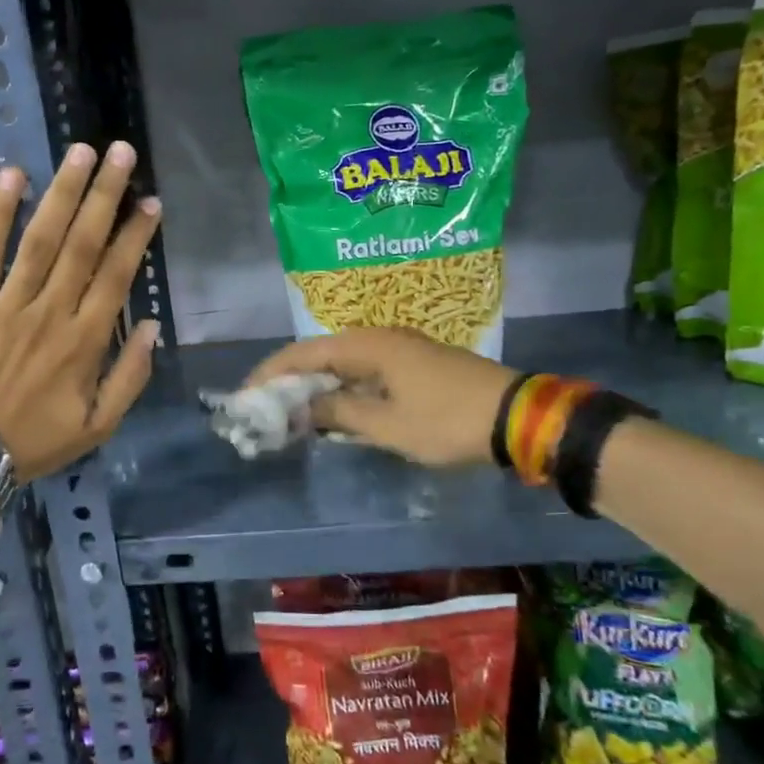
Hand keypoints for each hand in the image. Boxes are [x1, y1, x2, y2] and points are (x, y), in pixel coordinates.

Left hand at [0, 142, 160, 480]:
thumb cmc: (36, 442)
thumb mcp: (99, 426)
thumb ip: (130, 377)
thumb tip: (152, 326)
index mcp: (85, 342)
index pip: (116, 275)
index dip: (136, 235)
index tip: (151, 202)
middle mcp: (50, 313)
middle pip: (82, 244)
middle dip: (105, 196)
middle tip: (123, 153)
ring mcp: (6, 304)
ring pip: (40, 240)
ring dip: (62, 193)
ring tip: (81, 152)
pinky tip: (13, 176)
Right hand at [243, 327, 514, 466]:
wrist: (517, 416)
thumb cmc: (448, 421)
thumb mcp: (389, 425)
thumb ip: (340, 413)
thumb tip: (302, 407)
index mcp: (369, 346)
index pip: (304, 353)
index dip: (272, 373)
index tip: (246, 396)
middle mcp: (380, 338)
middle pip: (321, 354)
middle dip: (291, 380)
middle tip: (265, 407)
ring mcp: (400, 349)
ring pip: (344, 364)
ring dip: (318, 386)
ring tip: (292, 412)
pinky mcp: (415, 365)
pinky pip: (365, 372)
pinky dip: (344, 390)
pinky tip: (336, 412)